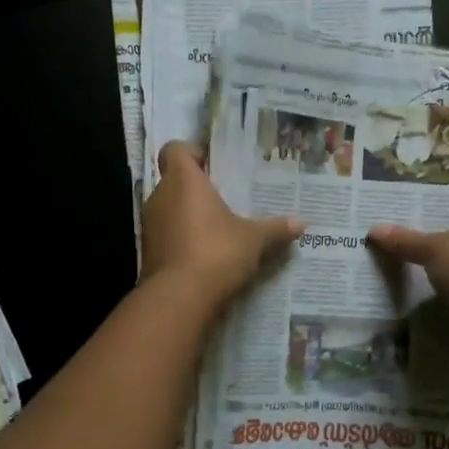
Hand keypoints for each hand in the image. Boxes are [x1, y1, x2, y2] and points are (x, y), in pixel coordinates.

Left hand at [140, 142, 302, 305]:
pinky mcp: (148, 252)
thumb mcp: (254, 240)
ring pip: (169, 210)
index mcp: (183, 180)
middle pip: (174, 181)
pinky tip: (204, 256)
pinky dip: (181, 241)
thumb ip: (275, 229)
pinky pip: (166, 236)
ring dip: (188, 217)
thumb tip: (300, 223)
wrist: (179, 298)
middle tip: (223, 200)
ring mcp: (150, 226)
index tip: (213, 167)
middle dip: (196, 189)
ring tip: (217, 230)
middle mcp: (160, 197)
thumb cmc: (216, 253)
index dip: (192, 154)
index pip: (175, 149)